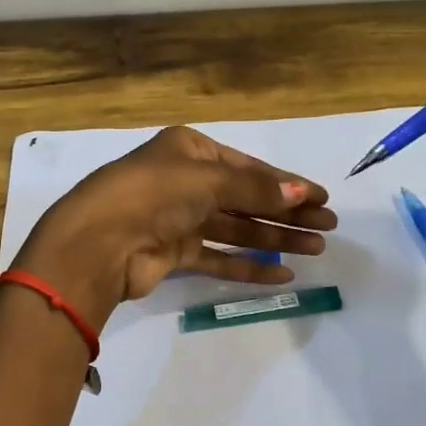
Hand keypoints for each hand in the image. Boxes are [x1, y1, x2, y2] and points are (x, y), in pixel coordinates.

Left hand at [14, 127, 337, 327]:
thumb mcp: (208, 181)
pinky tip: (281, 274)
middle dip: (286, 212)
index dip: (286, 183)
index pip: (247, 168)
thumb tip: (302, 194)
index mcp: (189, 151)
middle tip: (328, 227)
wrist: (98, 242)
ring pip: (236, 228)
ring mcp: (178, 219)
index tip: (322, 198)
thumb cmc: (153, 194)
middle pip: (246, 198)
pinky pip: (218, 257)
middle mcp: (184, 181)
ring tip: (315, 248)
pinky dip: (247, 265)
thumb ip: (255, 190)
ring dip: (274, 238)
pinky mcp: (173, 253)